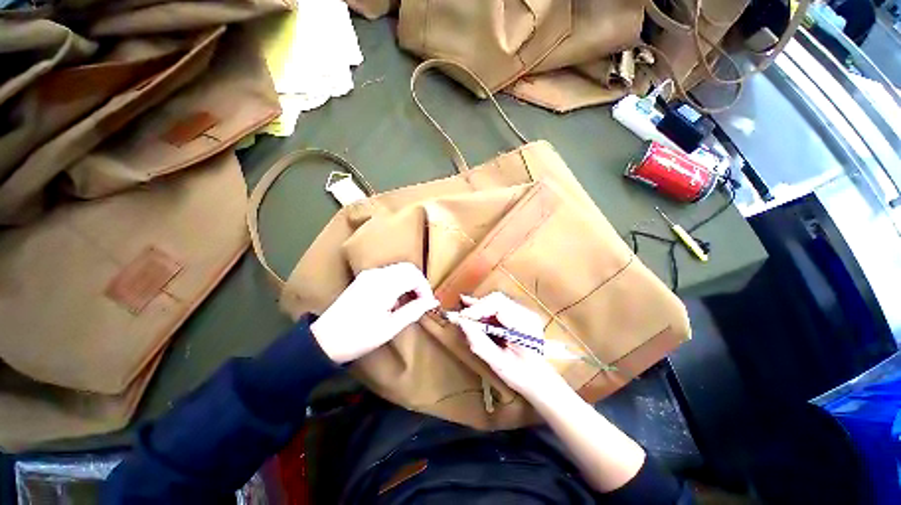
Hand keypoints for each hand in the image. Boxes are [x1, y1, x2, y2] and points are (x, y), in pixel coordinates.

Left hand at [311, 262, 438, 363]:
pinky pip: (389, 273)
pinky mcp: (364, 278)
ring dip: (410, 281)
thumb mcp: (390, 327)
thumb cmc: (359, 336)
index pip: (414, 276)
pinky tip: (396, 299)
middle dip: (419, 283)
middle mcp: (377, 274)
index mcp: (384, 285)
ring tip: (410, 302)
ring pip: (399, 269)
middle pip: (408, 268)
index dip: (425, 289)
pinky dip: (399, 281)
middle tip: (422, 302)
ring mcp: (369, 274)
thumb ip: (413, 311)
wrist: (324, 340)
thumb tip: (431, 302)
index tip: (428, 304)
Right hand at [455, 292, 568, 399]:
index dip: (478, 309)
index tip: (461, 318)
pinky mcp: (518, 315)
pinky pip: (498, 306)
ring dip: (478, 307)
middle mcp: (526, 313)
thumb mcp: (499, 364)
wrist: (541, 380)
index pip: (499, 305)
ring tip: (461, 311)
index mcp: (525, 325)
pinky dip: (483, 309)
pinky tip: (470, 306)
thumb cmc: (522, 376)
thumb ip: (479, 342)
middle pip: (497, 300)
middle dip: (476, 307)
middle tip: (458, 317)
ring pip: (495, 301)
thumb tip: (461, 323)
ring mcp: (523, 312)